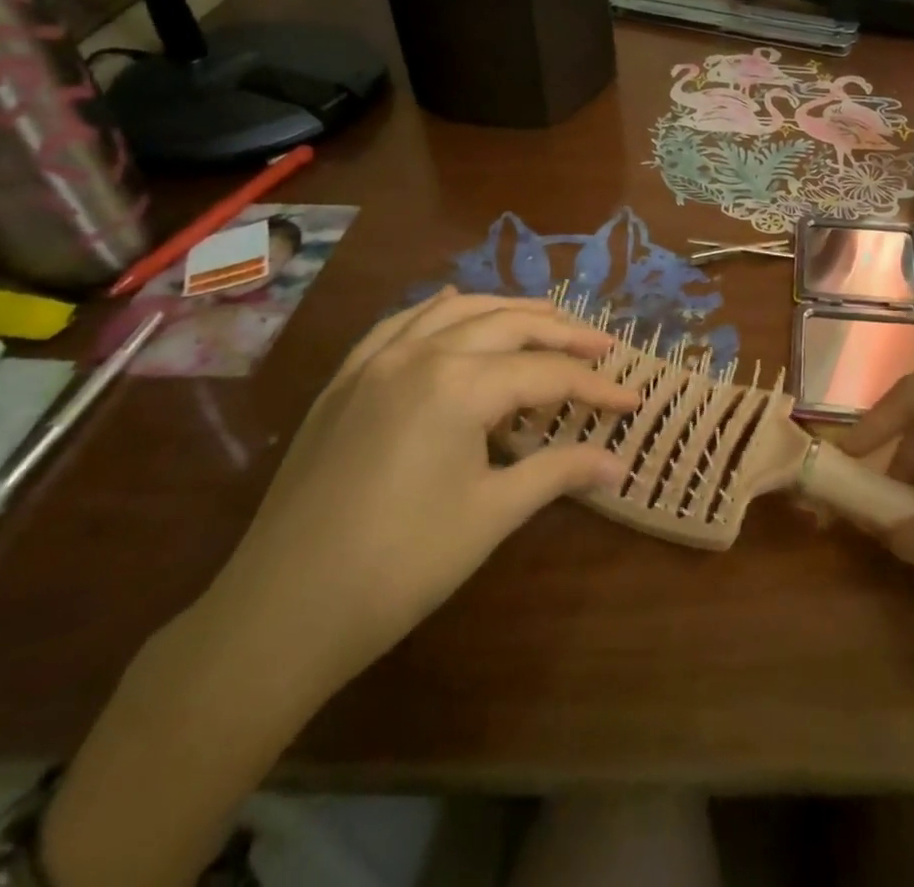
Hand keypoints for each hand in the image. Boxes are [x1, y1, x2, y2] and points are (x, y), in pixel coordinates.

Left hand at [202, 288, 635, 700]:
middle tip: (602, 344)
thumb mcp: (491, 515)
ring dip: (506, 311)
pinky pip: (400, 325)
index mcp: (459, 384)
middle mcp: (421, 354)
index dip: (595, 386)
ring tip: (545, 318)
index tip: (632, 398)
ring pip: (455, 313)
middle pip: (507, 325)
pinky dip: (437, 311)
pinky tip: (453, 305)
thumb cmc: (401, 565)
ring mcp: (376, 361)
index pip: (546, 374)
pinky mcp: (346, 380)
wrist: (281, 609)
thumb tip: (618, 464)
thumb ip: (558, 473)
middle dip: (561, 333)